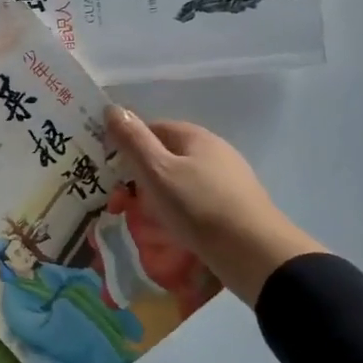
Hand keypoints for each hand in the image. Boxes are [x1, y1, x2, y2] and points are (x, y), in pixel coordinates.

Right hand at [106, 107, 324, 307]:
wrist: (254, 253)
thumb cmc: (199, 207)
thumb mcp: (157, 171)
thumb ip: (133, 141)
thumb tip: (112, 108)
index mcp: (196, 137)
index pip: (153, 129)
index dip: (127, 146)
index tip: (108, 172)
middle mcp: (215, 152)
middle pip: (166, 156)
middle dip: (140, 176)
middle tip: (120, 203)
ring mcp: (227, 180)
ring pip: (180, 181)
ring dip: (157, 197)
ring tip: (143, 221)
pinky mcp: (234, 207)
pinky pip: (195, 202)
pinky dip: (178, 212)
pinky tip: (172, 230)